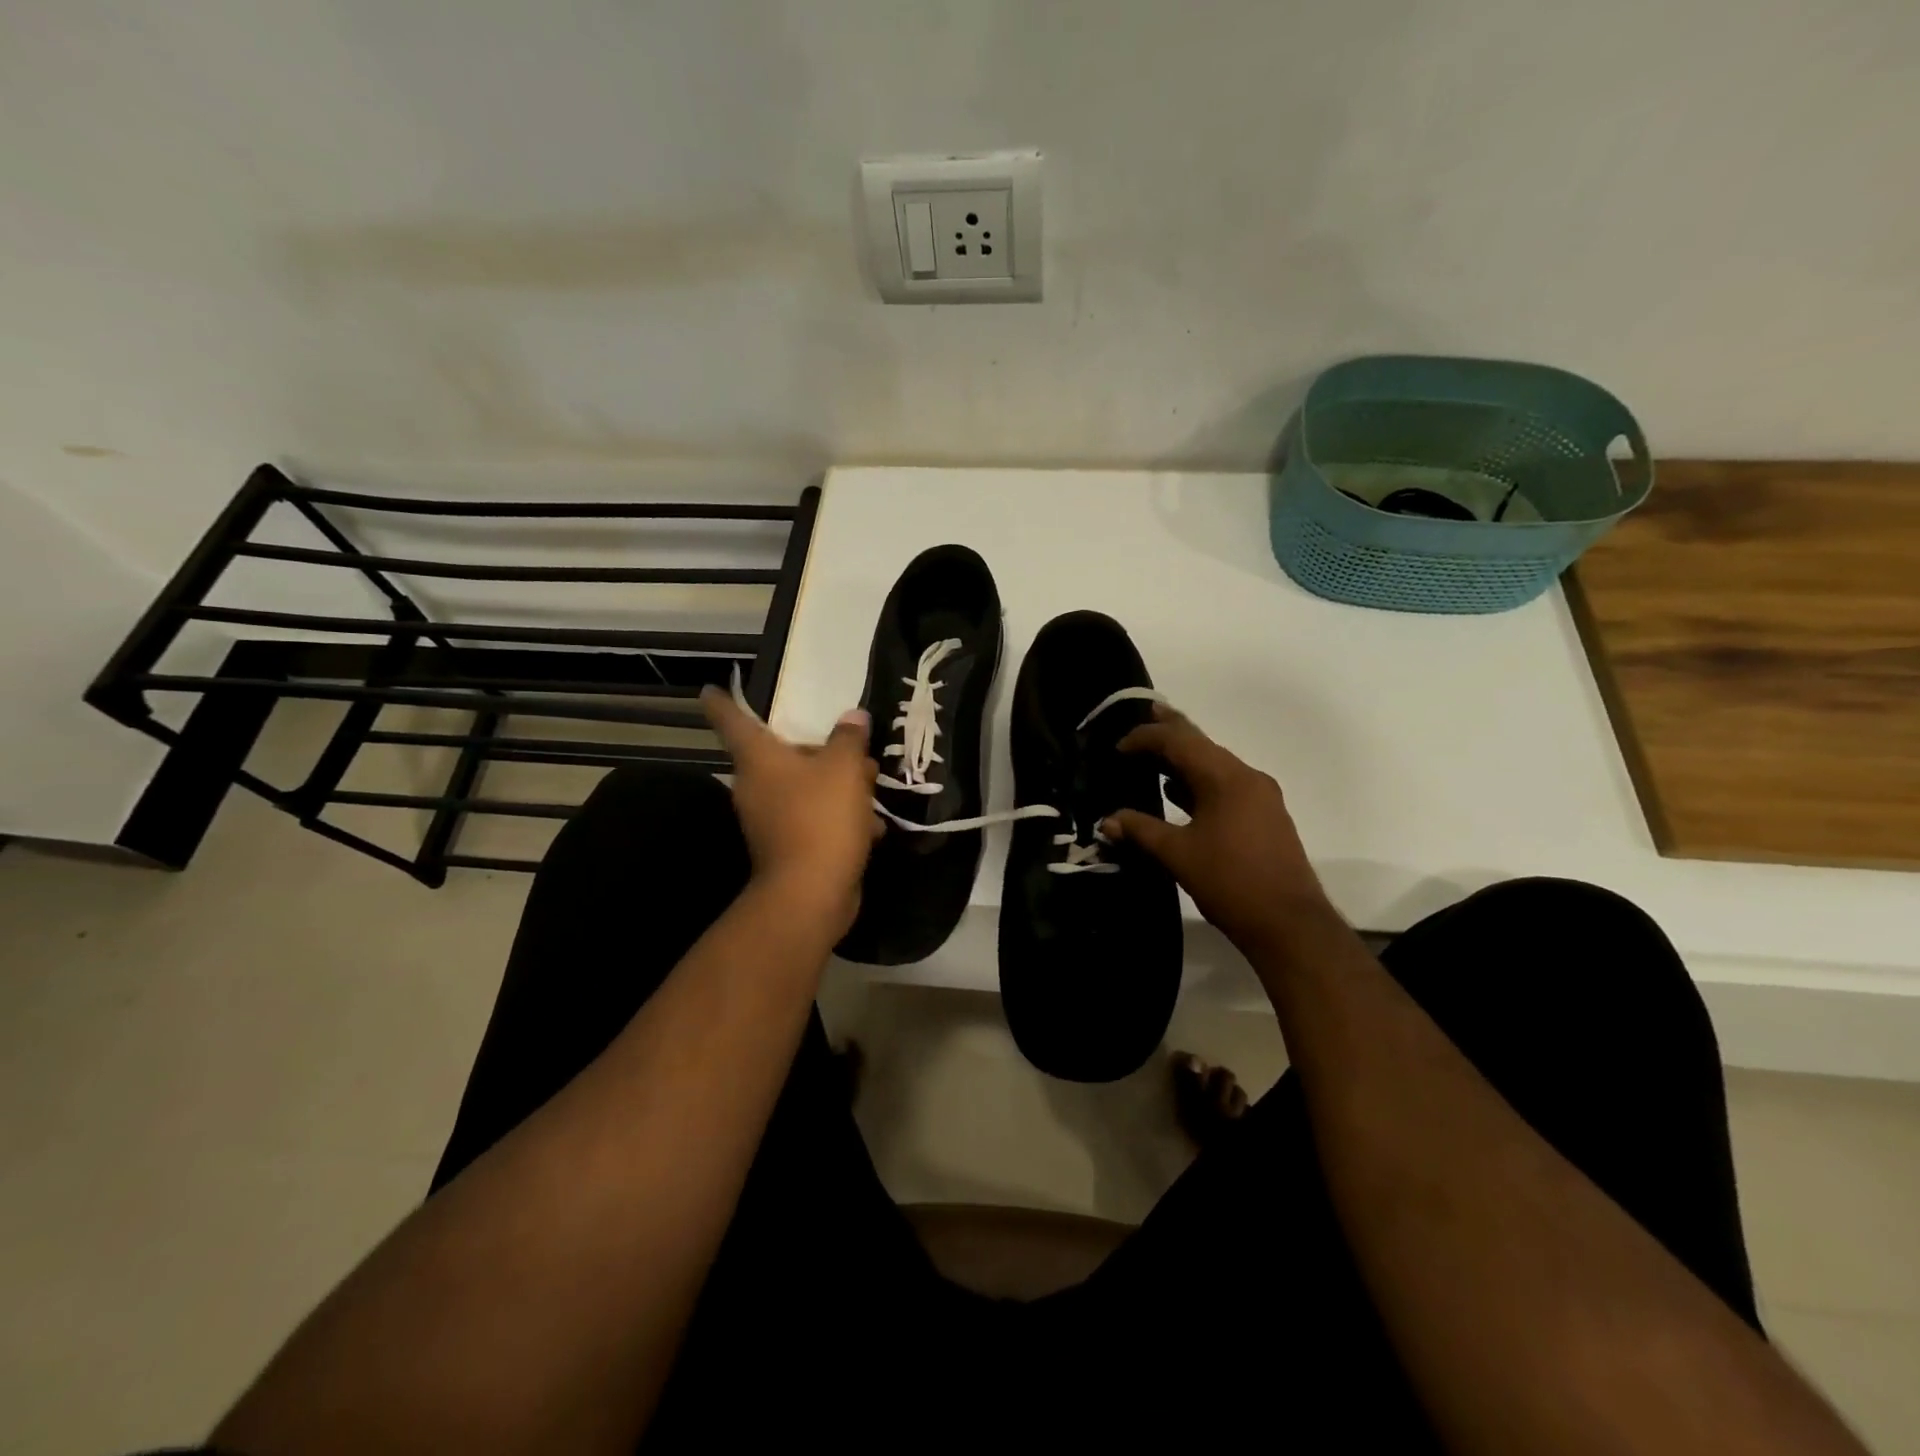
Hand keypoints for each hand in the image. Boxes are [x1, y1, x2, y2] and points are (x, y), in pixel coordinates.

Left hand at [701, 688, 881, 937]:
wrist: (811, 894)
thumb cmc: (821, 817)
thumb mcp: (845, 768)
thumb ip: (849, 738)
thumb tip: (853, 717)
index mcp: (759, 758)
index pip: (731, 719)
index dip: (723, 701)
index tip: (712, 688)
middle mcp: (756, 785)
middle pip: (782, 754)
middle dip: (820, 750)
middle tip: (854, 746)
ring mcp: (769, 819)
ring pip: (804, 787)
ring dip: (838, 785)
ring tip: (872, 787)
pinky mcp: (788, 846)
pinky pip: (814, 818)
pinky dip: (839, 818)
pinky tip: (871, 827)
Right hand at [1102, 704, 1328, 951]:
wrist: (1289, 924)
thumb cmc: (1231, 882)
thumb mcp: (1178, 855)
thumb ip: (1141, 831)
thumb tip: (1108, 821)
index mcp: (1226, 778)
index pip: (1180, 742)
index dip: (1147, 738)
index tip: (1118, 746)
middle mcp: (1247, 778)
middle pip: (1202, 744)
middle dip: (1172, 730)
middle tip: (1148, 709)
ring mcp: (1260, 797)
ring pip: (1215, 766)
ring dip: (1185, 759)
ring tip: (1156, 754)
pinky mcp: (1264, 817)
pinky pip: (1225, 786)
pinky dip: (1199, 782)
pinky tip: (1179, 793)